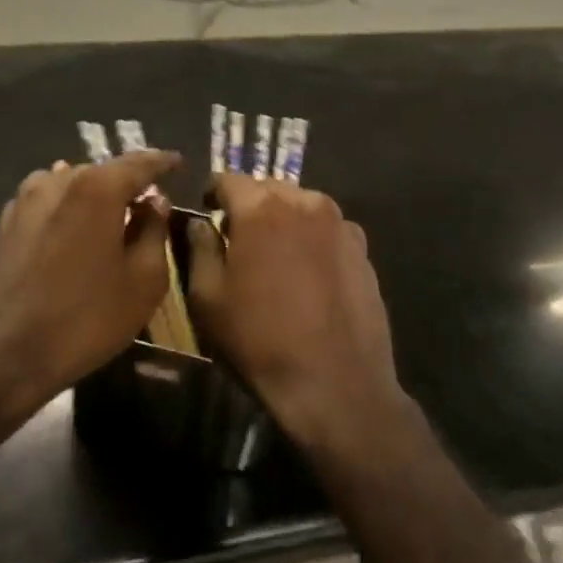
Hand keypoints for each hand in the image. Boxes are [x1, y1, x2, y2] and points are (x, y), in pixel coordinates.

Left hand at [0, 150, 181, 430]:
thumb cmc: (84, 319)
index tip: (178, 163)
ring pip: (70, 184)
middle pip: (102, 171)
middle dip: (126, 182)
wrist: (1, 356)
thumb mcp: (143, 281)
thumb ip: (154, 232)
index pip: (139, 163)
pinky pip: (46, 204)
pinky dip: (65, 210)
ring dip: (93, 194)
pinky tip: (71, 232)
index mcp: (97, 188)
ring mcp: (24, 202)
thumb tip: (154, 203)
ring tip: (109, 216)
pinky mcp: (4, 226)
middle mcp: (58, 182)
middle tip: (147, 200)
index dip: (162, 163)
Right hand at [186, 175, 406, 451]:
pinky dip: (313, 238)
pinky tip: (309, 274)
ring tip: (276, 257)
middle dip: (250, 205)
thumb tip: (201, 223)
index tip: (207, 213)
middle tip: (239, 238)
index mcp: (261, 207)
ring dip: (284, 220)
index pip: (228, 179)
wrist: (336, 384)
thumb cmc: (260, 340)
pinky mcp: (363, 249)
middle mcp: (305, 202)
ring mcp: (340, 224)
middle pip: (268, 188)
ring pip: (302, 205)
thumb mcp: (208, 298)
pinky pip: (328, 229)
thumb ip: (200, 248)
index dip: (213, 194)